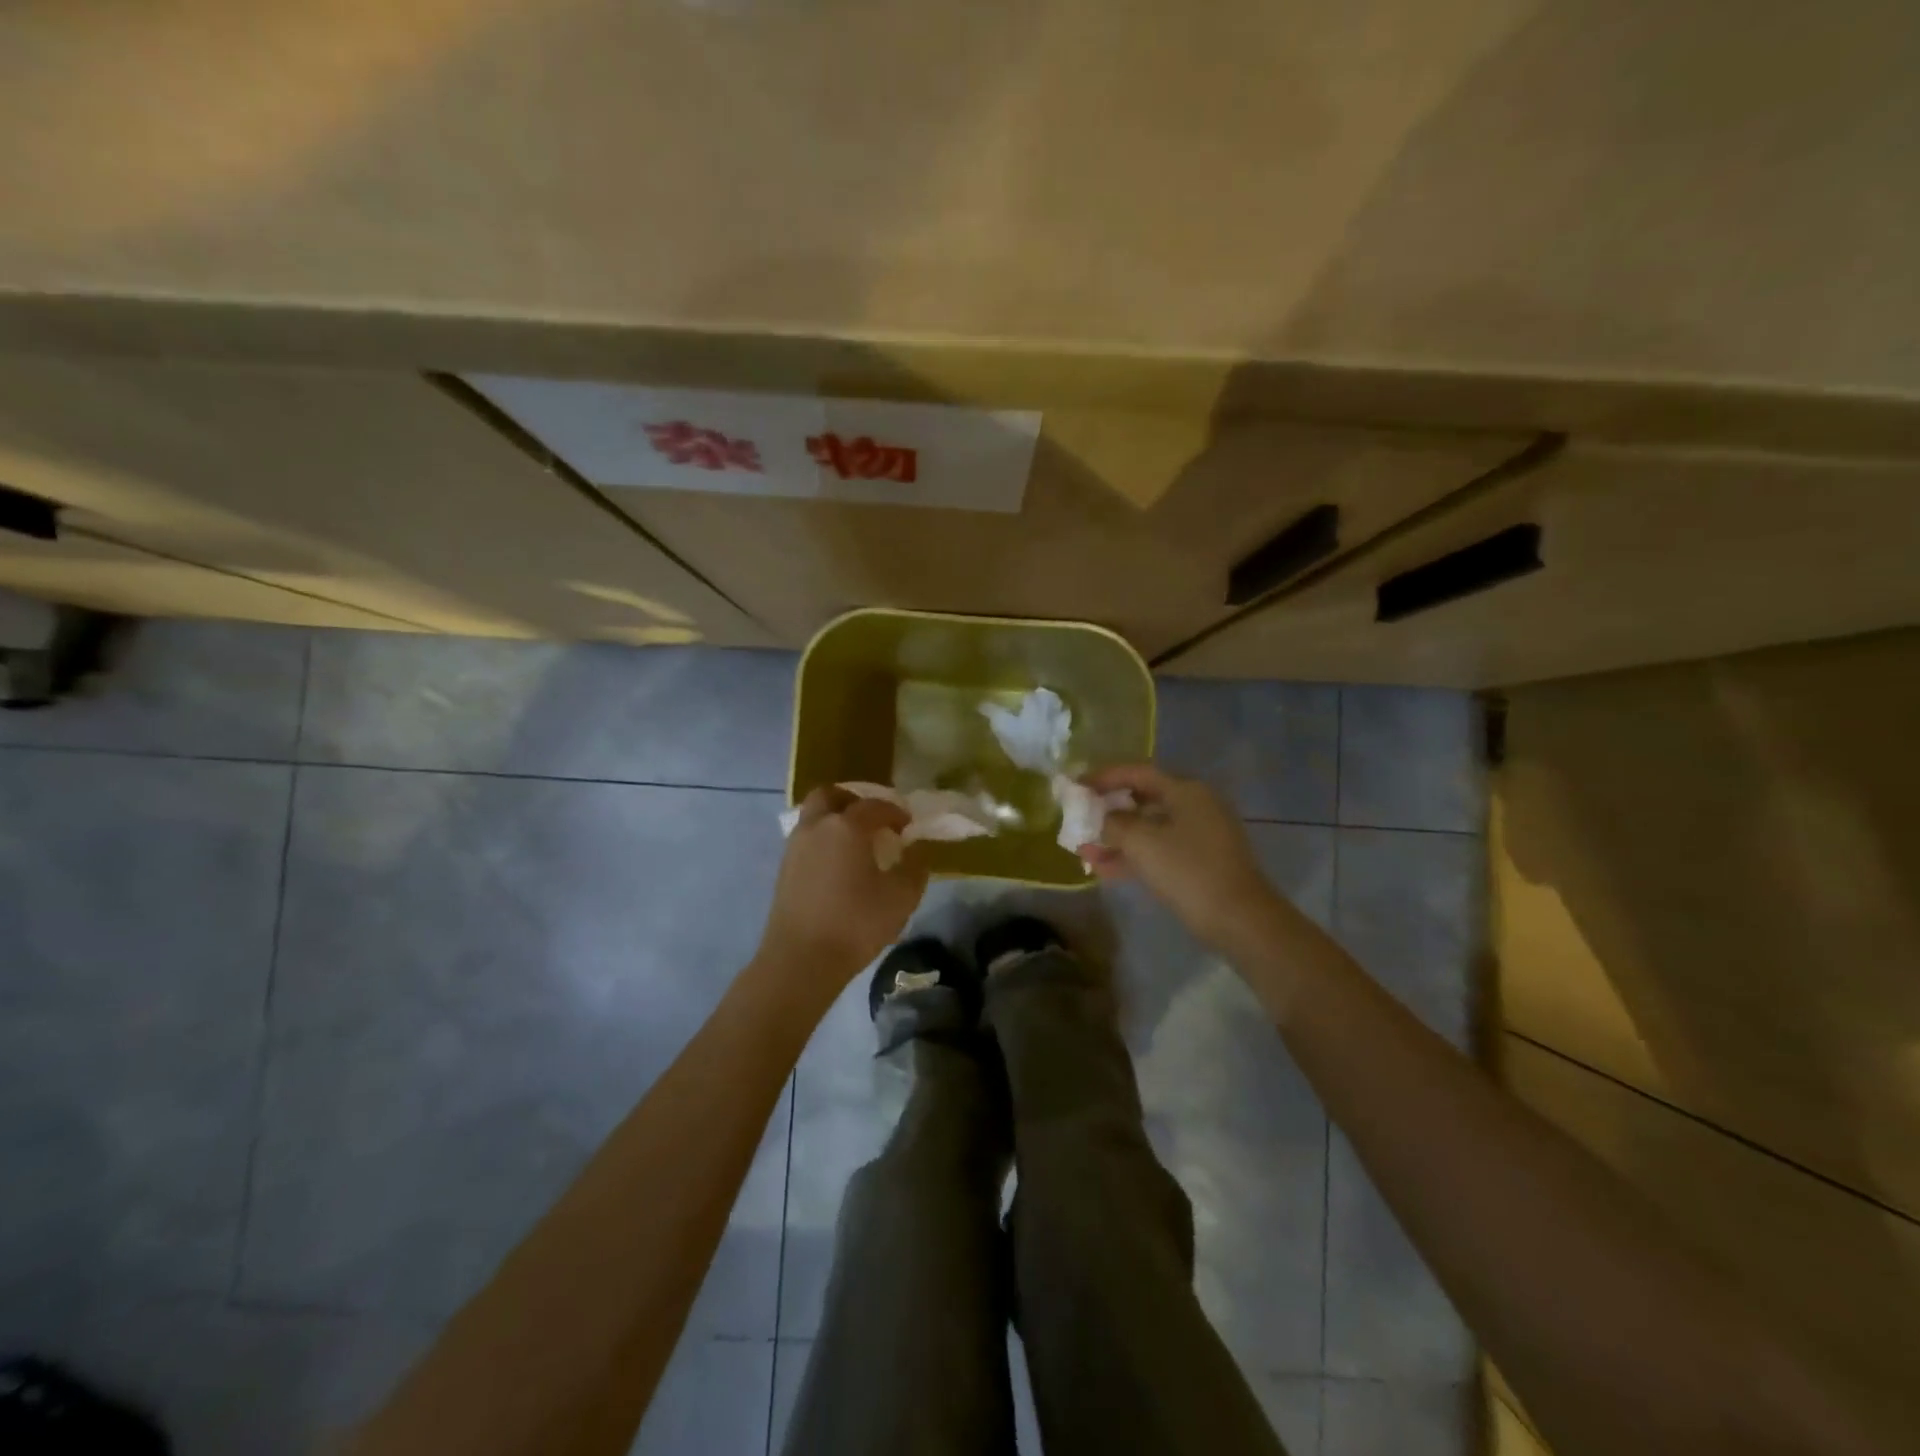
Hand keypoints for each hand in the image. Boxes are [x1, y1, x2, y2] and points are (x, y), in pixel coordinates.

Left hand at [755, 787, 928, 995]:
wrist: (800, 959)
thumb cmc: (856, 924)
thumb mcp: (902, 897)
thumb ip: (915, 867)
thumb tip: (915, 851)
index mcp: (847, 827)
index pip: (875, 805)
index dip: (895, 812)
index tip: (907, 827)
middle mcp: (817, 826)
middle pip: (831, 795)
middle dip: (854, 801)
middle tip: (873, 820)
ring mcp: (795, 846)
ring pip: (814, 816)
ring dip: (835, 819)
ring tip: (856, 844)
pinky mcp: (784, 868)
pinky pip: (806, 838)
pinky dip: (823, 840)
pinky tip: (838, 866)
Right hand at [1081, 764, 1282, 952]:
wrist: (1239, 919)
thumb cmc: (1187, 870)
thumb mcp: (1141, 842)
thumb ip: (1113, 823)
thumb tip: (1101, 816)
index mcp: (1185, 790)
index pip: (1137, 772)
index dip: (1103, 777)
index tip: (1076, 786)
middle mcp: (1194, 806)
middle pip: (1142, 799)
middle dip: (1107, 811)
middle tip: (1079, 818)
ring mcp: (1199, 835)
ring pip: (1148, 829)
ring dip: (1116, 838)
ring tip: (1083, 850)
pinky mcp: (1199, 862)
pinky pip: (1158, 851)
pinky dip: (1133, 857)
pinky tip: (1102, 870)